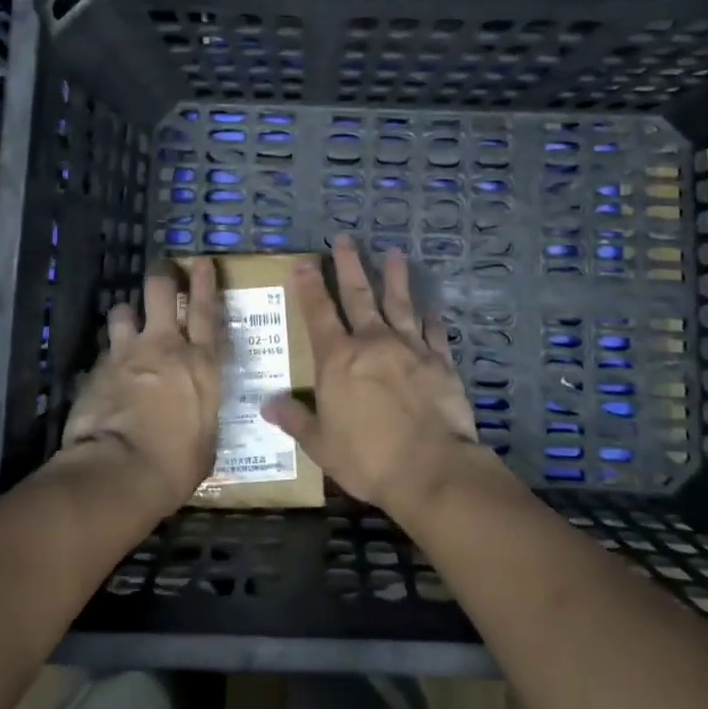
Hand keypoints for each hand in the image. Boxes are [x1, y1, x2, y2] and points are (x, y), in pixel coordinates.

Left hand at [60, 258, 223, 513]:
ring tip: (128, 325)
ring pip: (124, 311)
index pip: (206, 310)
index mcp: (201, 364)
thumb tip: (197, 416)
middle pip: (160, 291)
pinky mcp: (96, 370)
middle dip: (162, 276)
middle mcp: (164, 347)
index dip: (204, 282)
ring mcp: (127, 354)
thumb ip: (202, 414)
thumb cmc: (177, 464)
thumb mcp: (206, 440)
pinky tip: (107, 373)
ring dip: (128, 315)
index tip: (201, 261)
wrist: (120, 472)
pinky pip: (104, 351)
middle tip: (162, 271)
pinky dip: (108, 356)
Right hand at [261, 235, 484, 514]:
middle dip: (349, 266)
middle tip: (345, 239)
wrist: (431, 469)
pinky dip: (431, 317)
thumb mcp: (321, 445)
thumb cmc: (368, 458)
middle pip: (358, 296)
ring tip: (394, 253)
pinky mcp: (440, 361)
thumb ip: (296, 419)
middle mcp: (372, 342)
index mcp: (338, 359)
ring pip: (399, 303)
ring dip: (395, 277)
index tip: (304, 261)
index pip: (318, 313)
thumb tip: (267, 404)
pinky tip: (431, 306)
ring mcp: (410, 347)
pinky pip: (434, 331)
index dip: (309, 286)